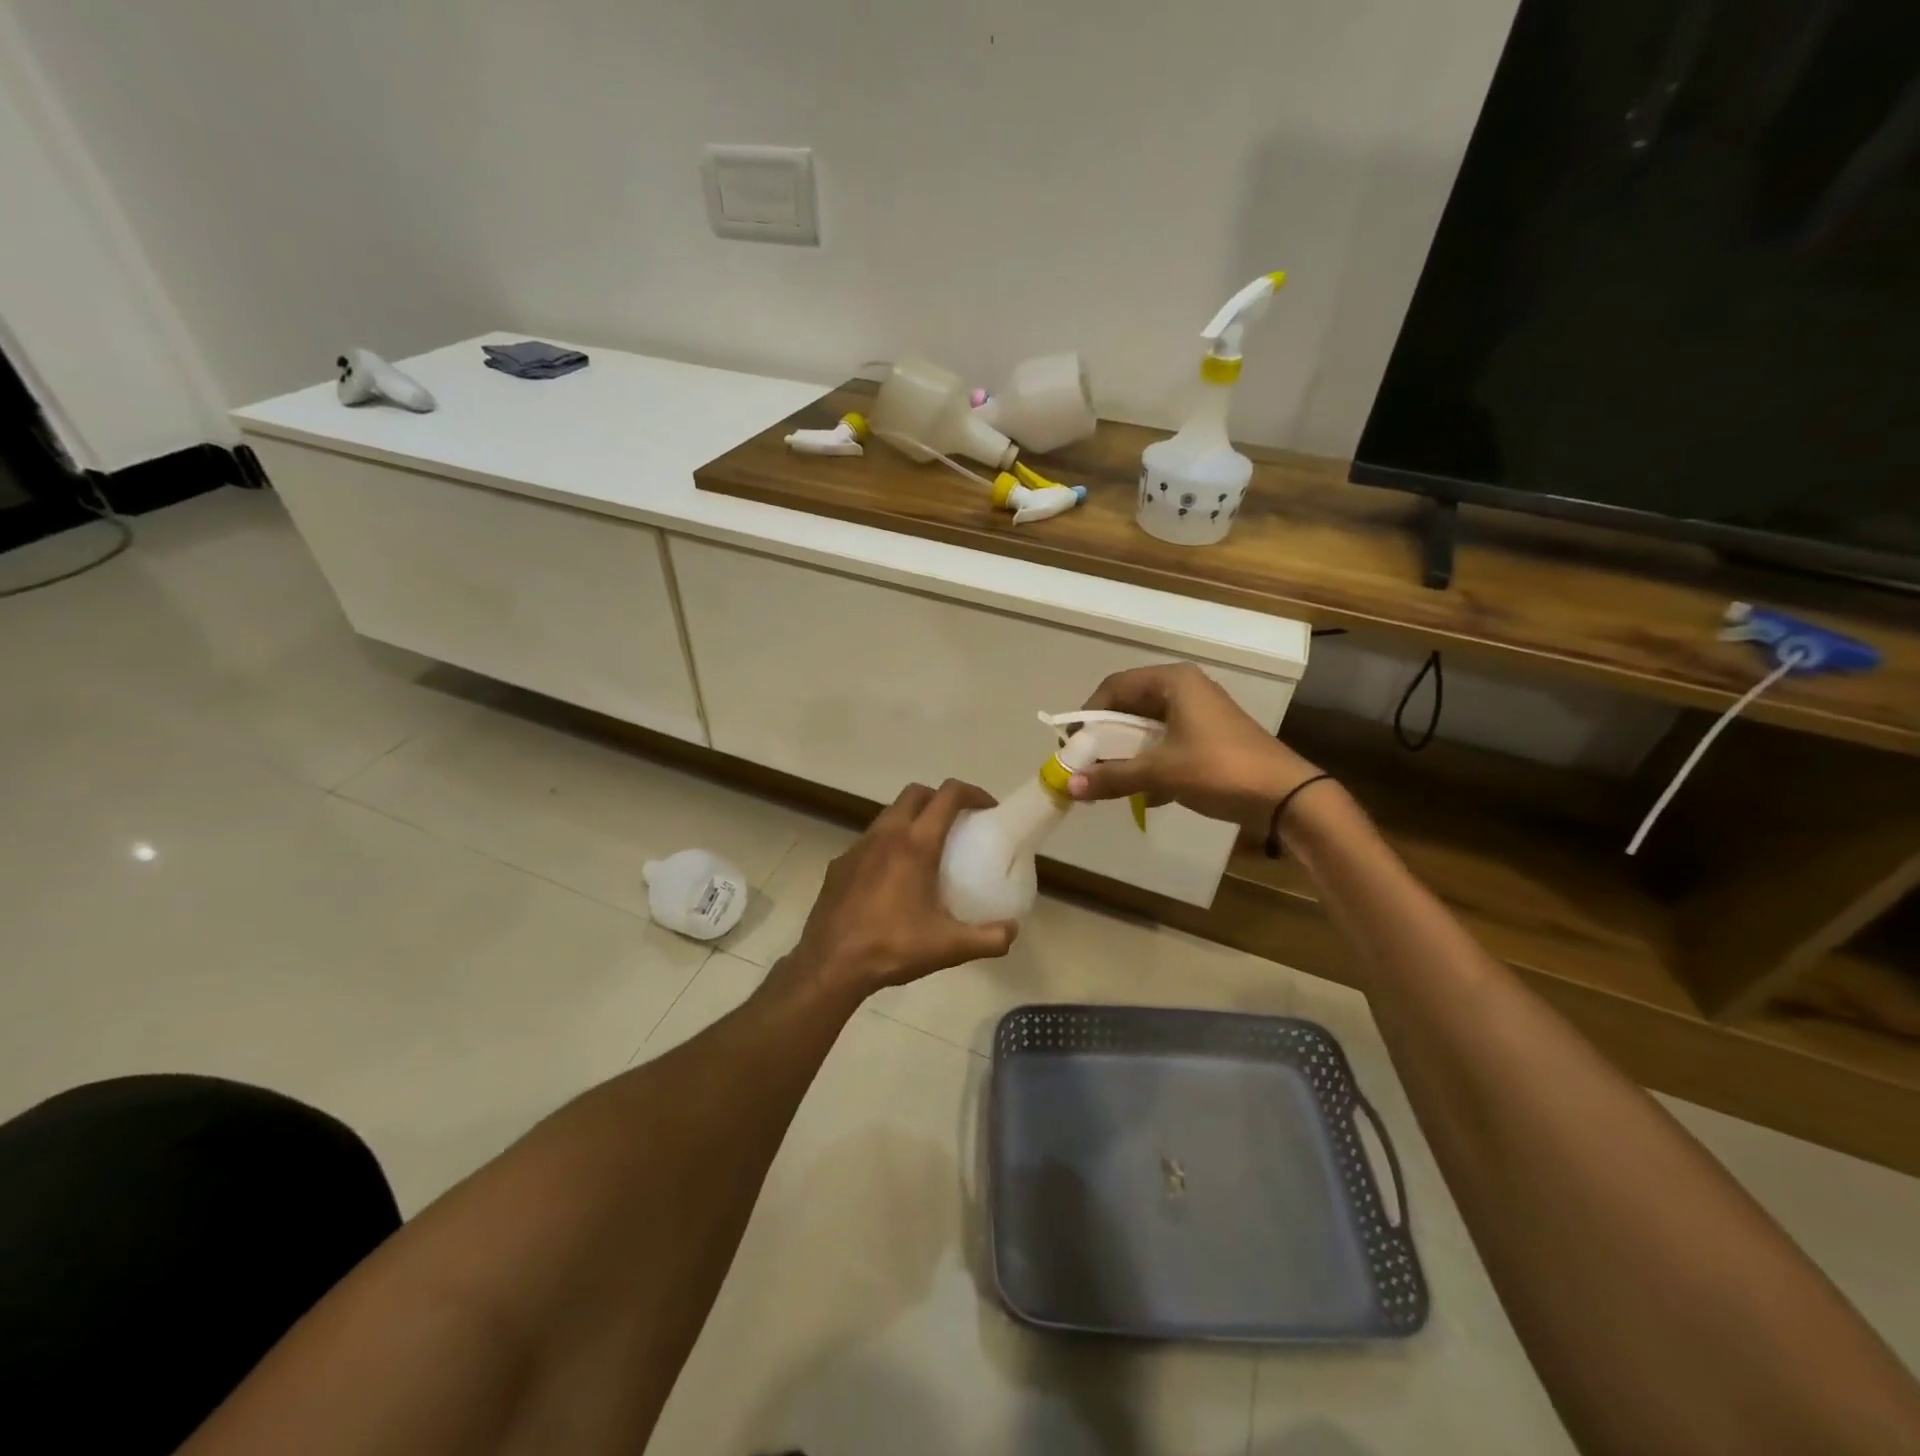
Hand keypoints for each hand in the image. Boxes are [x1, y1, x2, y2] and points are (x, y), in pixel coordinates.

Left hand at [784, 780, 1018, 1000]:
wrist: (830, 965)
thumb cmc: (892, 947)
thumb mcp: (949, 947)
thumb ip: (988, 938)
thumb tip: (1012, 931)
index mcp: (915, 844)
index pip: (948, 795)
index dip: (973, 793)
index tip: (987, 809)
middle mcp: (885, 834)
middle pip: (916, 794)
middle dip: (939, 799)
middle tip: (958, 824)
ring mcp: (858, 847)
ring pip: (889, 814)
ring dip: (911, 819)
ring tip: (926, 850)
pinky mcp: (839, 864)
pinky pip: (869, 841)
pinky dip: (887, 845)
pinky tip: (892, 878)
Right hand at [1067, 663, 1323, 832]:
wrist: (1284, 796)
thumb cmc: (1219, 769)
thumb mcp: (1161, 772)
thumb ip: (1113, 777)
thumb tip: (1068, 787)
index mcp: (1173, 682)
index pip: (1115, 686)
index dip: (1089, 713)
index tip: (1073, 743)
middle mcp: (1185, 689)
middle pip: (1131, 706)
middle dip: (1106, 737)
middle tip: (1086, 764)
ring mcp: (1199, 714)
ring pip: (1148, 728)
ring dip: (1126, 754)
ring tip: (1108, 780)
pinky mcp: (1209, 738)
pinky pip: (1166, 744)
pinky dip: (1150, 764)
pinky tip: (1143, 795)